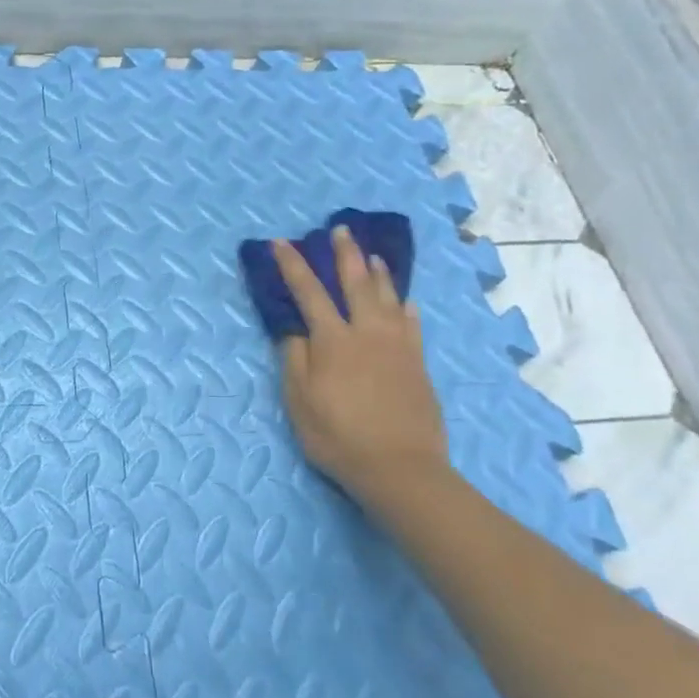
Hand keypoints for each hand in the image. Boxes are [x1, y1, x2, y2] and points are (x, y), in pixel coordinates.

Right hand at [273, 226, 451, 511]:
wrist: (401, 467)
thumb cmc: (339, 436)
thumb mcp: (300, 401)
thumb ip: (295, 360)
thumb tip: (294, 329)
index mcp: (332, 340)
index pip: (308, 292)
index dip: (292, 266)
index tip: (280, 243)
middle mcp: (367, 333)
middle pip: (355, 284)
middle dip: (344, 254)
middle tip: (339, 230)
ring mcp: (397, 346)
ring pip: (387, 297)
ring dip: (377, 273)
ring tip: (371, 255)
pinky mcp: (417, 363)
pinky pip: (412, 324)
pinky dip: (405, 307)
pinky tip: (405, 302)